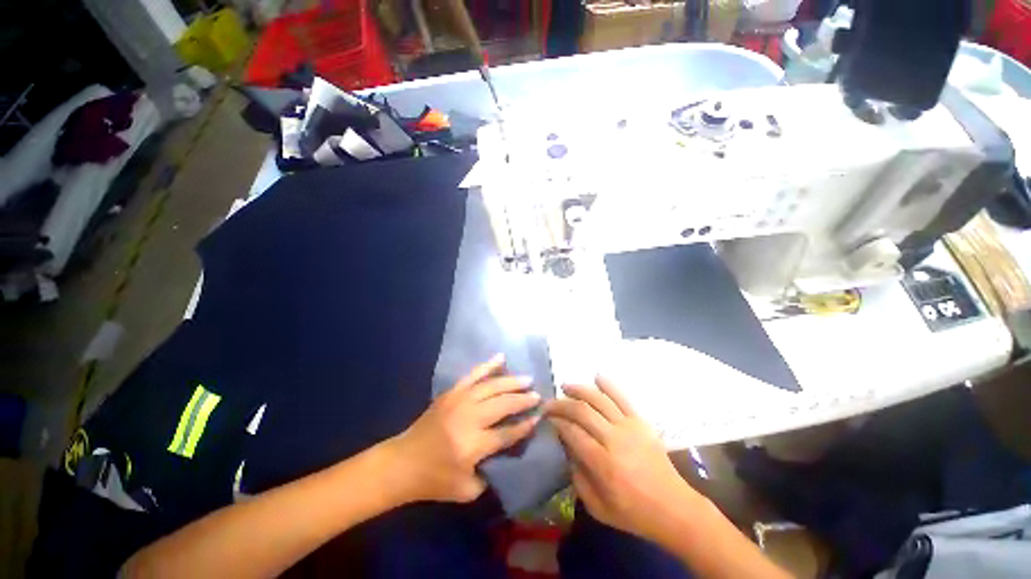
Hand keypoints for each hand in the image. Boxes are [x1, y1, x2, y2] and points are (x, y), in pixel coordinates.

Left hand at [388, 355, 540, 502]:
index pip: (507, 433)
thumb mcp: (466, 490)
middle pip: (502, 404)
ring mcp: (459, 401)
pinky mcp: (451, 393)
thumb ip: (491, 473)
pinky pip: (473, 374)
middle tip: (537, 396)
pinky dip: (488, 365)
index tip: (538, 418)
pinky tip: (501, 357)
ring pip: (492, 386)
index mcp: (473, 445)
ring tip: (527, 379)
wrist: (402, 463)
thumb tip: (508, 451)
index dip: (525, 426)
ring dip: (512, 382)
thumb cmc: (434, 480)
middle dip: (522, 400)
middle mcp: (468, 418)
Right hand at [546, 377, 701, 541]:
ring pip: (599, 399)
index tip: (547, 419)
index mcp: (603, 464)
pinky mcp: (641, 421)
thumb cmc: (633, 512)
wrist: (674, 507)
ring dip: (579, 389)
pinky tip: (596, 376)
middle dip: (561, 404)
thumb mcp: (598, 507)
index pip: (572, 433)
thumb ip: (577, 478)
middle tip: (549, 403)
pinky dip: (608, 384)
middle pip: (582, 411)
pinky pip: (622, 397)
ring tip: (565, 386)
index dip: (556, 422)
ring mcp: (629, 427)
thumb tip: (566, 449)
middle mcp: (614, 440)